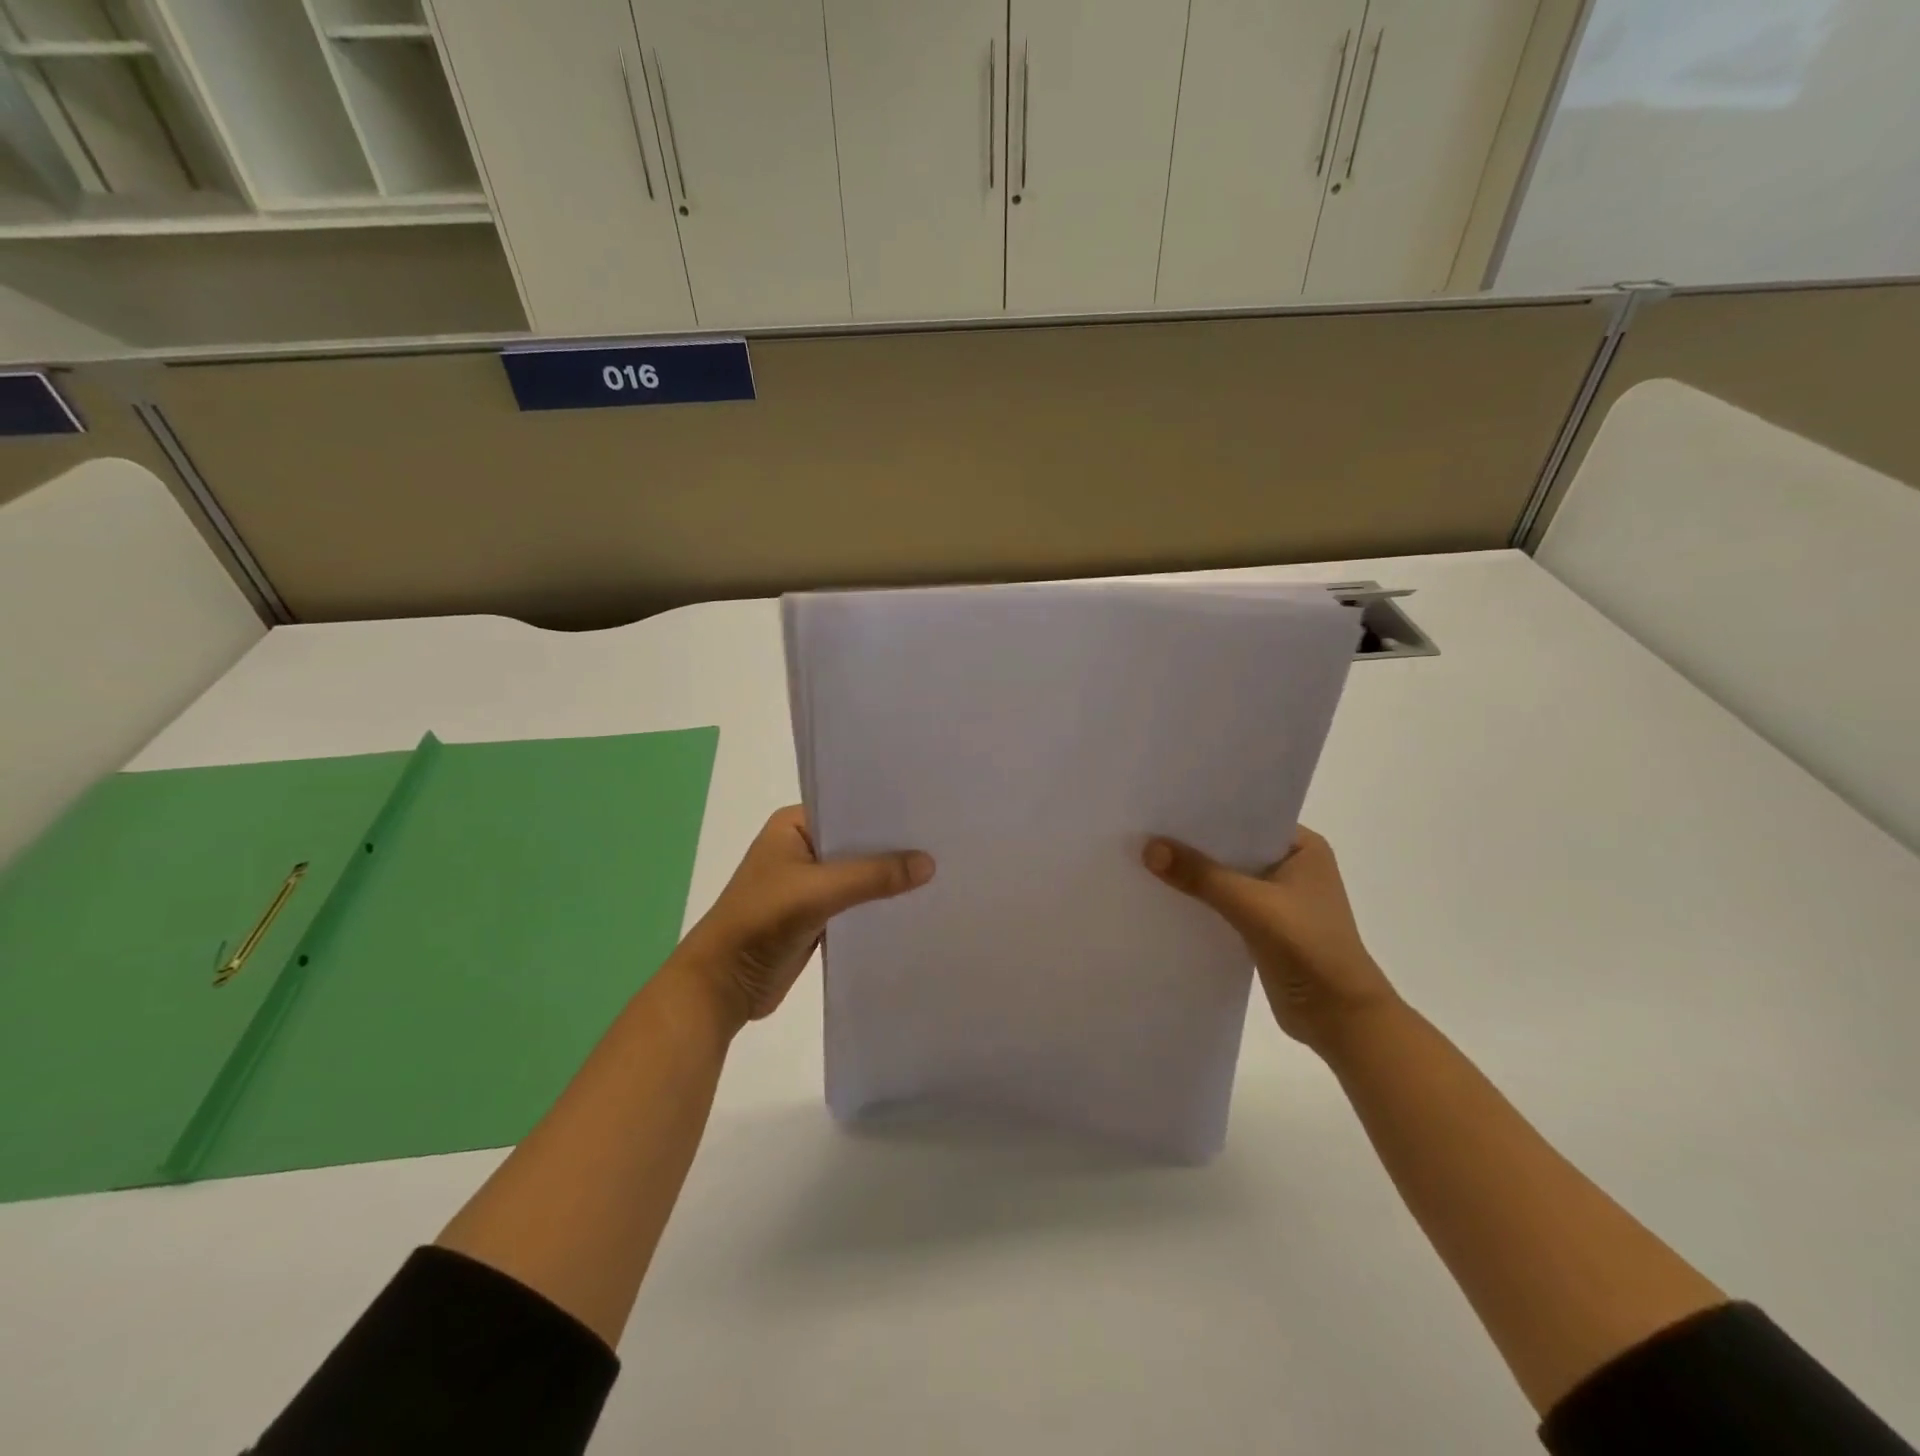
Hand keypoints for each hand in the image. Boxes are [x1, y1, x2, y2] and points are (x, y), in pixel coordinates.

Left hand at [674, 807, 933, 1031]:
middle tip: (945, 840)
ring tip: (942, 869)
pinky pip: (856, 902)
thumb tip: (930, 864)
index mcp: (794, 825)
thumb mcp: (818, 891)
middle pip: (858, 842)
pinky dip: (878, 903)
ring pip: (859, 874)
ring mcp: (809, 883)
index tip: (931, 810)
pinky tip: (916, 903)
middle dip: (893, 846)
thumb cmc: (761, 922)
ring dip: (888, 877)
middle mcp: (802, 847)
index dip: (887, 811)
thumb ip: (872, 876)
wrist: (722, 985)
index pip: (849, 807)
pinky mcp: (817, 915)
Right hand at [1143, 826, 1397, 1055]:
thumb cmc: (1309, 948)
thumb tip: (1149, 847)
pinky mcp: (1264, 927)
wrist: (1340, 1019)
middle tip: (1145, 828)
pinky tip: (1164, 896)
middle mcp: (1291, 866)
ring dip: (1195, 874)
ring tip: (1145, 858)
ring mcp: (1278, 899)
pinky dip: (1200, 902)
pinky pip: (1224, 904)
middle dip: (1194, 844)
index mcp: (1303, 848)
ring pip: (1226, 877)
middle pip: (1233, 847)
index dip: (1207, 812)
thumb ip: (1201, 876)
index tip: (1163, 803)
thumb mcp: (1252, 905)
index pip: (1247, 818)